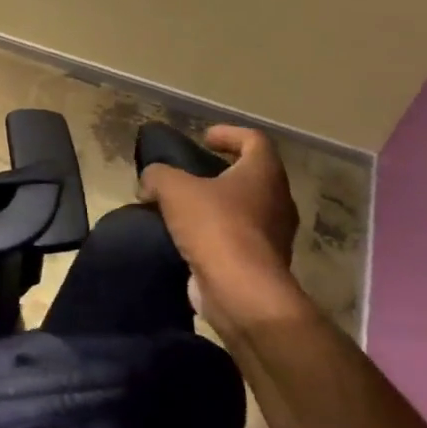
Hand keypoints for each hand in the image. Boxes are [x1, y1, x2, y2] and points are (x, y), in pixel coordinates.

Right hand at [140, 125, 304, 332]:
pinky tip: (188, 239)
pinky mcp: (263, 265)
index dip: (228, 134)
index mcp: (264, 173)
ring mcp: (274, 236)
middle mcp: (277, 201)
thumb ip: (158, 175)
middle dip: (222, 173)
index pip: (254, 140)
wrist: (241, 293)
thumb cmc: (215, 227)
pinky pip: (238, 239)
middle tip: (192, 174)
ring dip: (218, 206)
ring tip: (185, 208)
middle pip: (252, 176)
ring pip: (246, 210)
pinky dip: (216, 235)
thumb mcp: (174, 189)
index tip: (204, 139)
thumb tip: (149, 182)